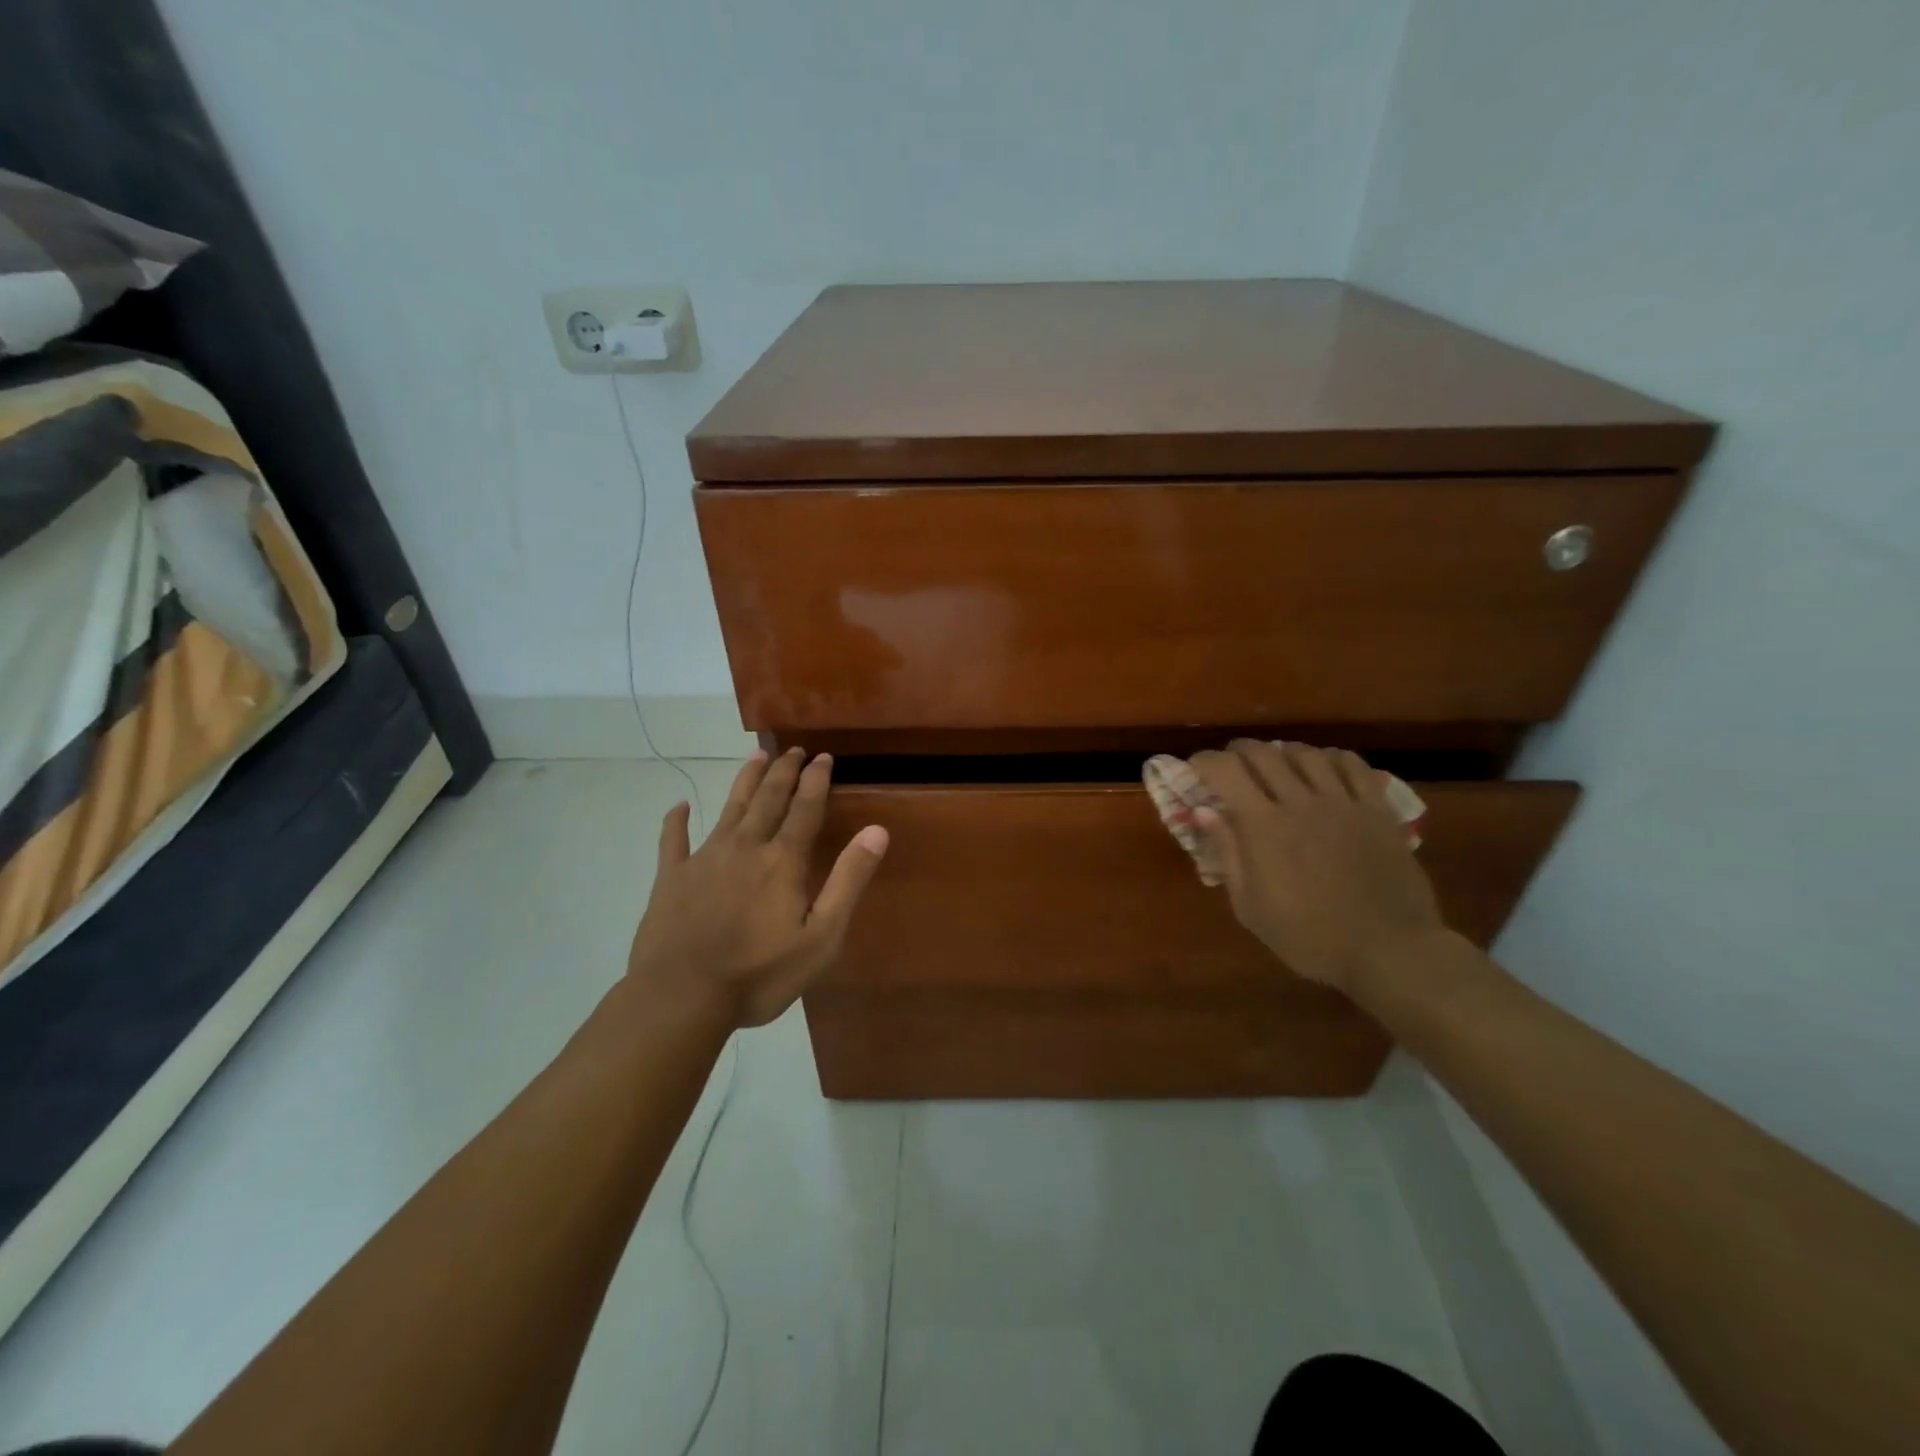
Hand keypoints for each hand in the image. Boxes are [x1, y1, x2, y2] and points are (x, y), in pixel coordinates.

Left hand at [626, 748, 887, 1027]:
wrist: (682, 998)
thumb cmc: (759, 974)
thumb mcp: (821, 937)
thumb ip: (848, 880)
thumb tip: (877, 830)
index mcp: (782, 861)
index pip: (805, 808)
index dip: (816, 780)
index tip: (824, 756)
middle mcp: (745, 847)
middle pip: (768, 799)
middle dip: (783, 771)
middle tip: (793, 749)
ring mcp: (704, 859)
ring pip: (729, 809)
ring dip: (745, 781)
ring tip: (756, 756)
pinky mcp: (671, 878)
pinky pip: (673, 841)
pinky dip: (676, 821)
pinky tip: (679, 806)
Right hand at [1190, 740, 1443, 993]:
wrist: (1388, 952)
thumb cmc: (1309, 937)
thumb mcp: (1250, 907)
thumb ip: (1227, 854)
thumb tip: (1204, 812)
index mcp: (1263, 826)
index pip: (1225, 771)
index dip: (1204, 761)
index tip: (1195, 768)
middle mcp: (1300, 802)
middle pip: (1262, 753)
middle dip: (1237, 752)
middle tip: (1230, 766)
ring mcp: (1343, 802)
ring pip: (1306, 753)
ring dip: (1282, 752)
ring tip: (1276, 765)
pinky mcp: (1376, 810)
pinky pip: (1353, 765)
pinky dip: (1330, 758)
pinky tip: (1324, 769)